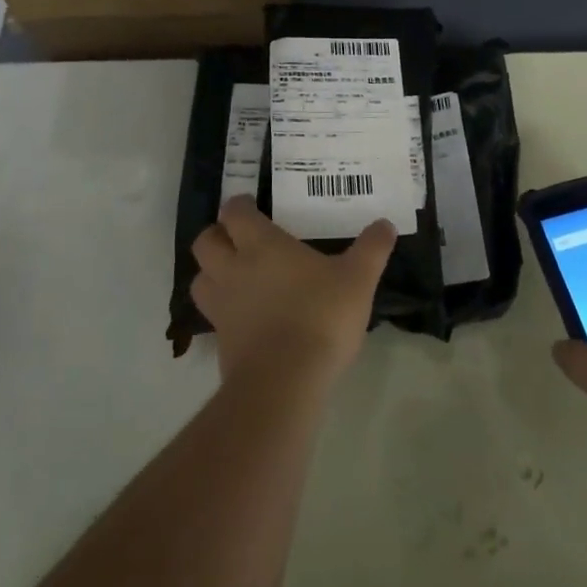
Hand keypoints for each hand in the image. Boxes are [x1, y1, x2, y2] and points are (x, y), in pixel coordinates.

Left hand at [191, 196, 394, 382]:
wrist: (286, 380)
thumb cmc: (321, 316)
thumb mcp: (358, 279)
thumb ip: (372, 249)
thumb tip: (385, 225)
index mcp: (261, 245)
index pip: (234, 213)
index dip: (238, 206)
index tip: (250, 206)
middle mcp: (233, 269)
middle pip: (205, 242)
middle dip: (217, 235)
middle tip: (237, 238)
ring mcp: (222, 307)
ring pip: (200, 278)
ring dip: (211, 272)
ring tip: (234, 275)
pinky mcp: (220, 341)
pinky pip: (212, 315)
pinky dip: (222, 310)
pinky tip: (245, 316)